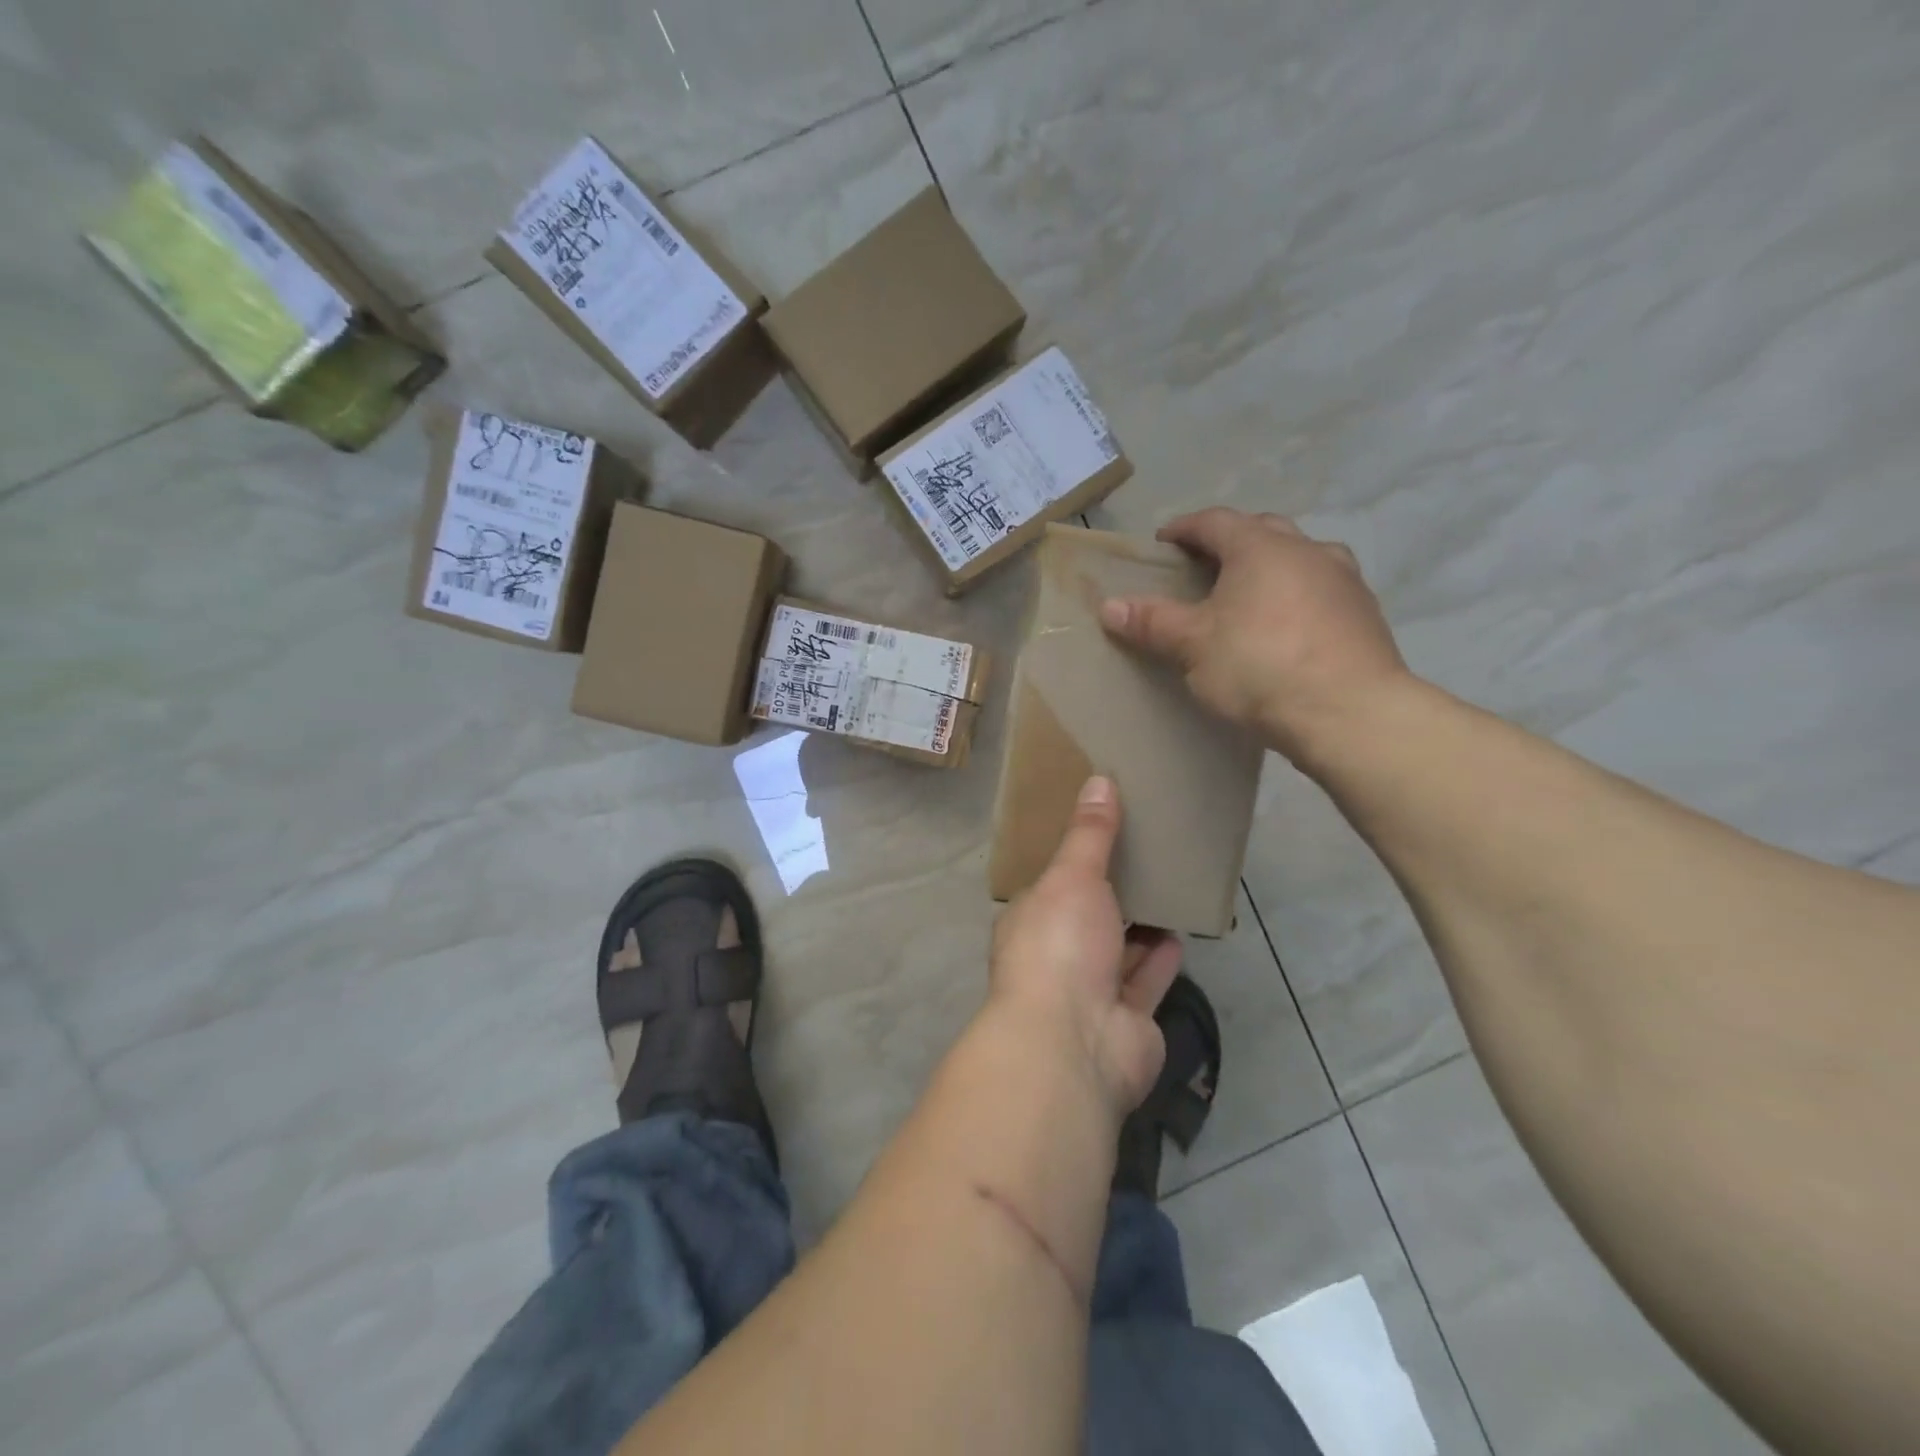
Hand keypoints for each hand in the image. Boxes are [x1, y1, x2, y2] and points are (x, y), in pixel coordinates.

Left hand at [988, 776, 1183, 1118]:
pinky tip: (1180, 931)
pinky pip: (1147, 979)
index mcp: (1031, 920)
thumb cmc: (1060, 945)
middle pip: (1089, 918)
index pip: (1053, 885)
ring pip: (1120, 950)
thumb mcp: (1072, 876)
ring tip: (1168, 885)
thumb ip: (1090, 834)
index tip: (1105, 832)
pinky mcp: (1128, 1020)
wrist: (1074, 1042)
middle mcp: (1057, 955)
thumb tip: (1099, 779)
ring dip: (1140, 925)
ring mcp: (1091, 991)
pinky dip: (1161, 958)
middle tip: (1148, 853)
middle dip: (1113, 892)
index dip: (1076, 860)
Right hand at [1099, 507, 1410, 764]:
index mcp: (1261, 547)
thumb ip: (1152, 621)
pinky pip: (1321, 589)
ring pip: (1299, 557)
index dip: (1184, 528)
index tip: (1163, 542)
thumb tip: (1109, 605)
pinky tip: (1287, 626)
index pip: (1215, 521)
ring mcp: (1344, 580)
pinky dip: (1297, 595)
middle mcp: (1307, 550)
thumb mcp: (1193, 645)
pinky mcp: (1366, 614)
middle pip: (1261, 530)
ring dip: (1270, 565)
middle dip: (1230, 541)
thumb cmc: (1260, 667)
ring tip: (1248, 594)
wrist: (1350, 713)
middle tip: (1203, 566)